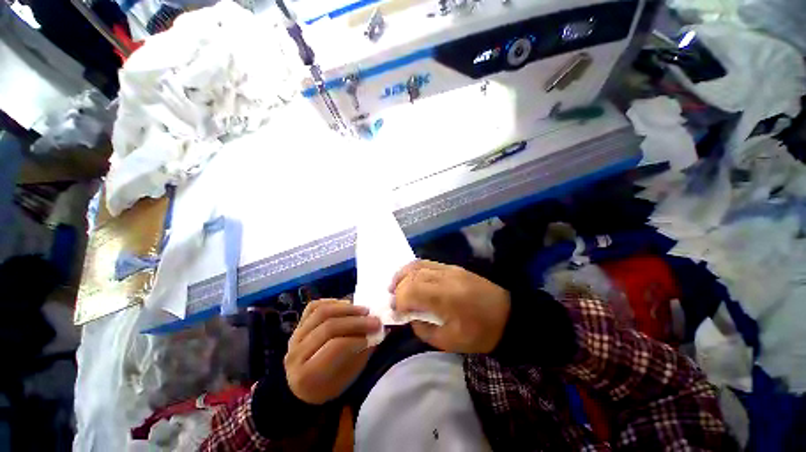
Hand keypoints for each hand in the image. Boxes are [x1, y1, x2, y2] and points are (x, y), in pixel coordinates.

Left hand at [284, 299, 380, 404]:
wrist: (300, 388)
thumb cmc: (328, 386)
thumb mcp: (346, 378)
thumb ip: (361, 354)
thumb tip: (379, 332)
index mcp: (307, 375)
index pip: (334, 347)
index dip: (357, 338)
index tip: (374, 334)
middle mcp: (296, 353)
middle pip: (329, 327)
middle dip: (356, 322)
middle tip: (375, 320)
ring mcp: (294, 336)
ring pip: (322, 312)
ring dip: (347, 309)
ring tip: (364, 310)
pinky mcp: (297, 325)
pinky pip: (313, 306)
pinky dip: (331, 302)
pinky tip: (346, 304)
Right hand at [390, 260, 509, 353]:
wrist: (508, 315)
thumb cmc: (481, 333)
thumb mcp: (450, 342)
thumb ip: (424, 330)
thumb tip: (410, 317)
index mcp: (446, 297)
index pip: (412, 291)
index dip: (399, 301)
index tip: (396, 313)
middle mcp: (445, 277)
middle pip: (413, 275)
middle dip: (398, 288)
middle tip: (393, 300)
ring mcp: (450, 269)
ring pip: (418, 265)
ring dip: (403, 274)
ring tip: (395, 286)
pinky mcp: (453, 267)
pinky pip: (428, 263)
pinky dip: (414, 269)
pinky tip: (410, 278)